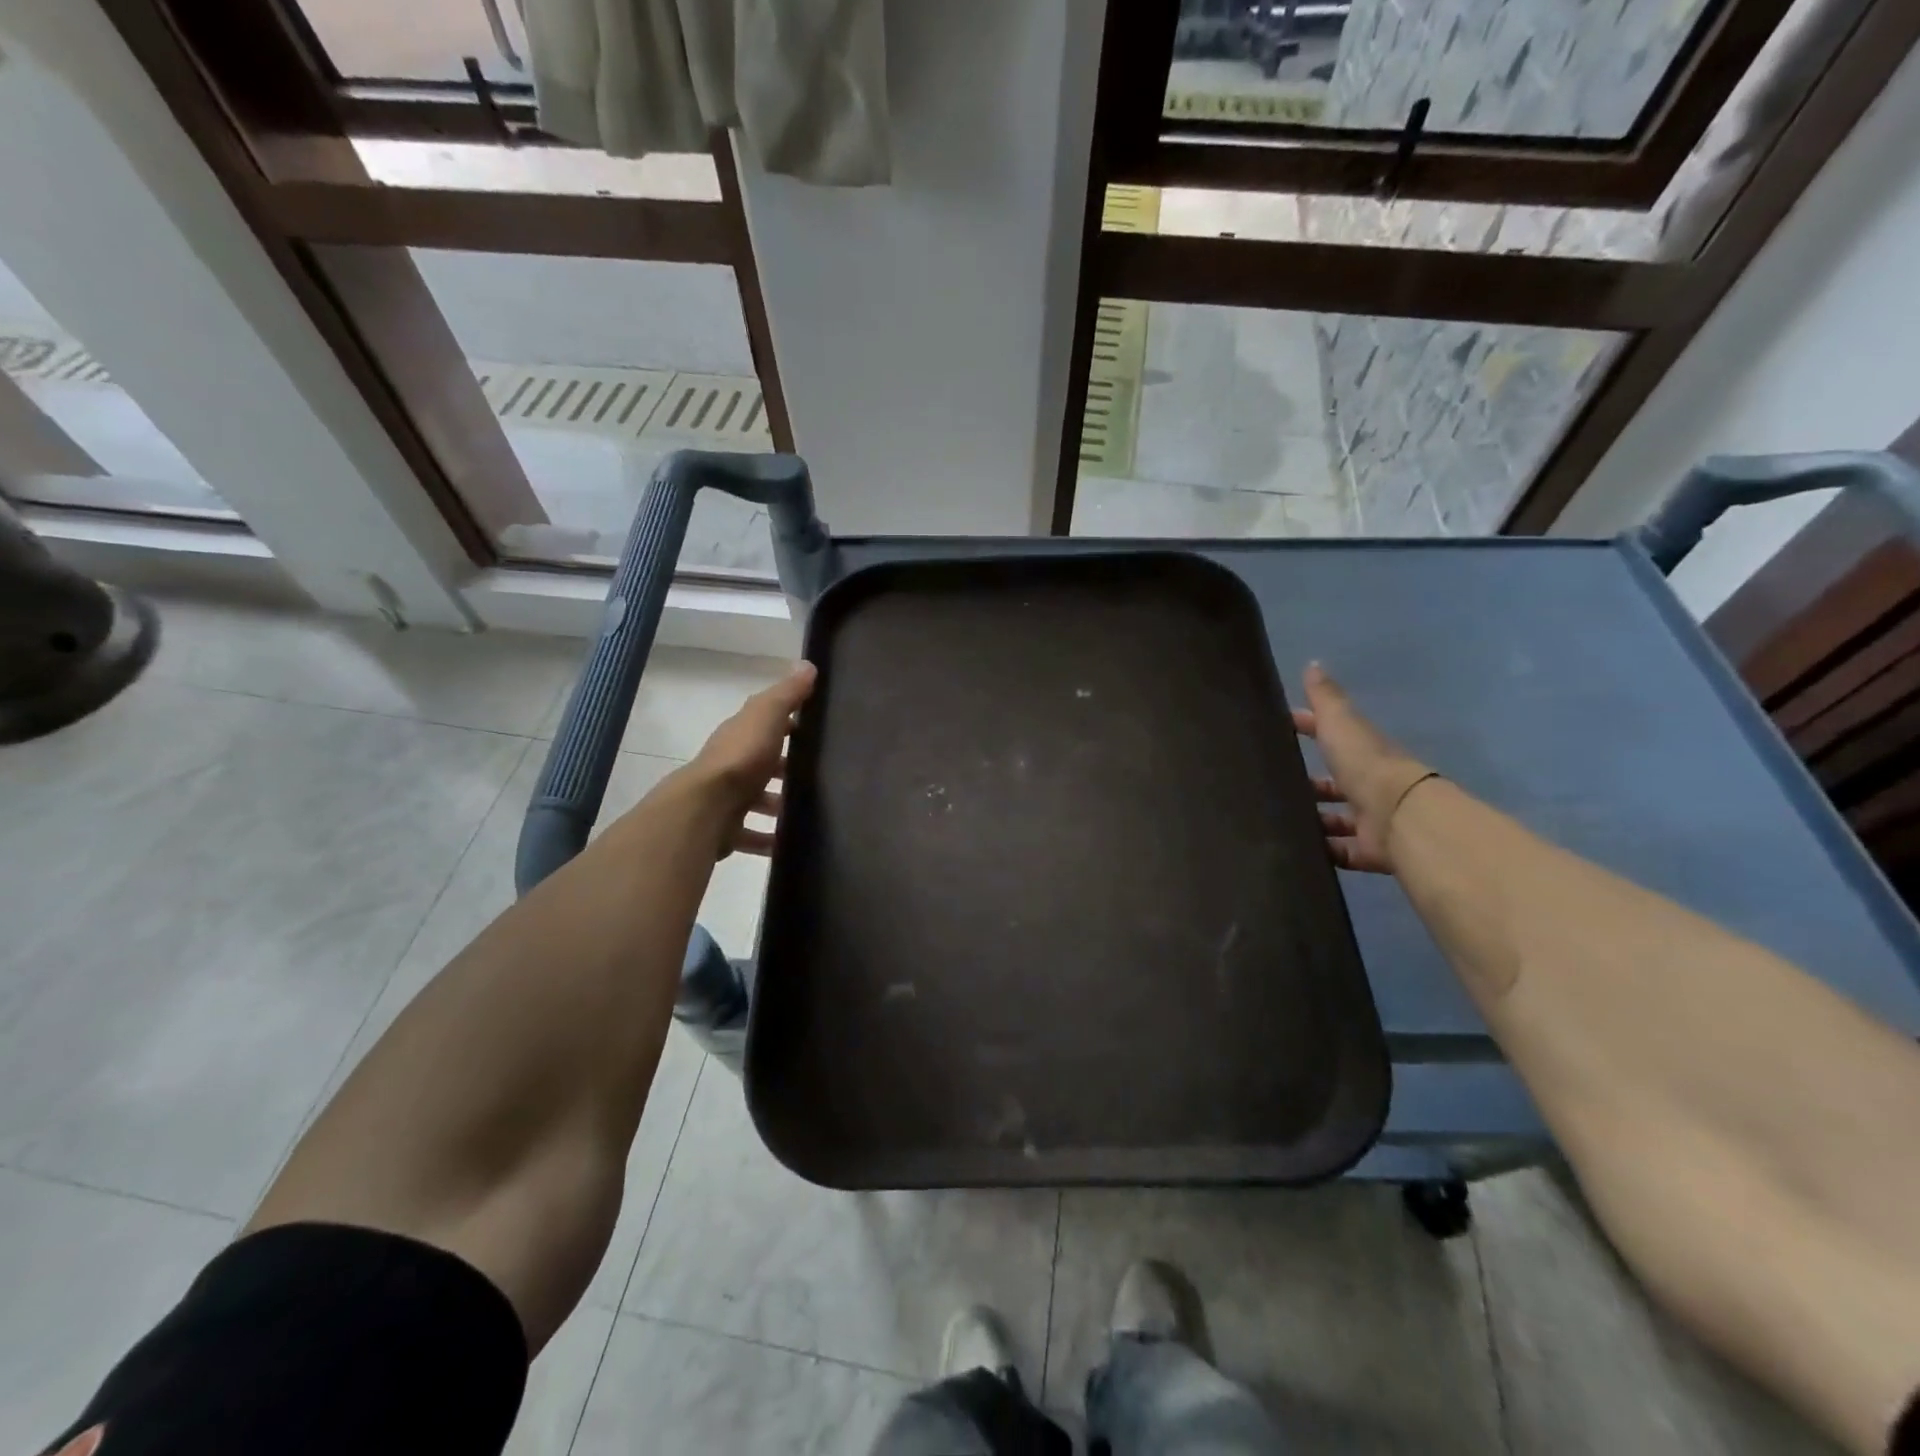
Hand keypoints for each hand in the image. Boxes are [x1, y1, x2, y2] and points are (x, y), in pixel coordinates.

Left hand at [689, 662, 816, 856]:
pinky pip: (752, 834)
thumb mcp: (767, 716)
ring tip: (808, 812)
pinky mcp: (727, 829)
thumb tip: (807, 664)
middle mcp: (731, 764)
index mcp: (740, 735)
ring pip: (757, 800)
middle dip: (785, 769)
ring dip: (777, 804)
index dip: (788, 725)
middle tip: (818, 777)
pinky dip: (768, 839)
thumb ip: (787, 694)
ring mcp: (727, 798)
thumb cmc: (741, 758)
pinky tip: (789, 844)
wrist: (706, 808)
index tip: (815, 730)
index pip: (765, 724)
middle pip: (762, 764)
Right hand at [1293, 662, 1435, 873]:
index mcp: (1363, 752)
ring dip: (1314, 819)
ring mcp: (1371, 819)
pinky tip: (1297, 848)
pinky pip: (1341, 851)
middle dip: (1310, 783)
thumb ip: (1326, 699)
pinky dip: (1323, 851)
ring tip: (1278, 820)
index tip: (1279, 729)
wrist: (1399, 815)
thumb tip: (1313, 664)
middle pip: (1335, 782)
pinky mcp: (1369, 850)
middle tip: (1272, 786)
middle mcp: (1369, 784)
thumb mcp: (1340, 724)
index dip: (1307, 728)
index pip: (1332, 735)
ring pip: (1337, 818)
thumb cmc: (1365, 765)